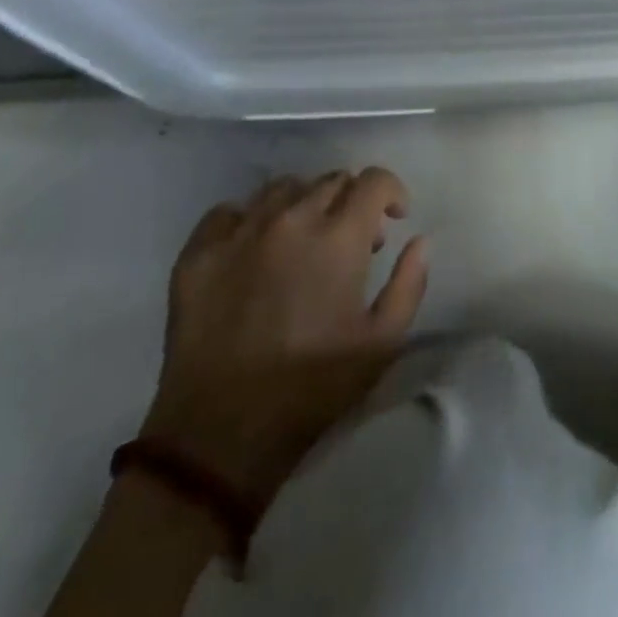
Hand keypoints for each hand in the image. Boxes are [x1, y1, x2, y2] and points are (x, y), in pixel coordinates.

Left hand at [137, 169, 429, 500]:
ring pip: (282, 188)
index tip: (393, 218)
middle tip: (350, 242)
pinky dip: (250, 219)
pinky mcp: (198, 253)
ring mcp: (240, 232)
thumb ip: (409, 283)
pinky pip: (229, 212)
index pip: (373, 180)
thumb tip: (419, 240)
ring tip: (302, 241)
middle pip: (330, 180)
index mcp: (338, 237)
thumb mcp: (382, 344)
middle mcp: (290, 219)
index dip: (391, 192)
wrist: (219, 436)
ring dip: (304, 204)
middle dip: (350, 201)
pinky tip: (254, 249)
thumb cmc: (311, 388)